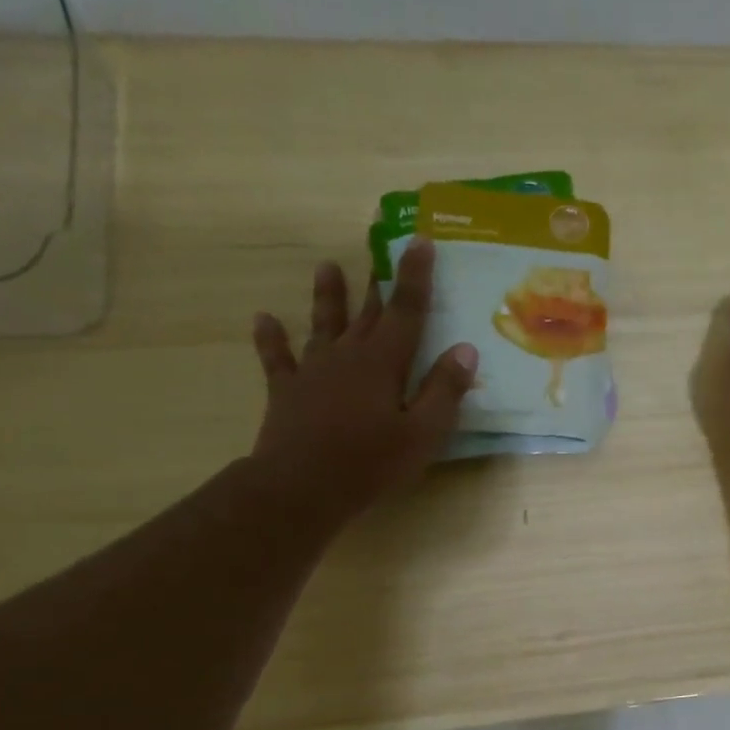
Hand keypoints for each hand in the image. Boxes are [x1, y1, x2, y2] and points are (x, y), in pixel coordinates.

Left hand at [247, 241, 476, 527]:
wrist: (301, 487)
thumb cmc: (370, 462)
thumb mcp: (422, 433)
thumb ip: (444, 390)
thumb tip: (465, 349)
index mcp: (384, 362)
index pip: (407, 310)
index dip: (415, 276)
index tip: (420, 242)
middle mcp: (348, 355)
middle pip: (367, 311)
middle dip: (378, 281)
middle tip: (380, 249)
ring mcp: (313, 370)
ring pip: (323, 324)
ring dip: (327, 296)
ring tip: (326, 266)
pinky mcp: (287, 390)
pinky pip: (277, 358)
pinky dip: (271, 338)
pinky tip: (264, 319)